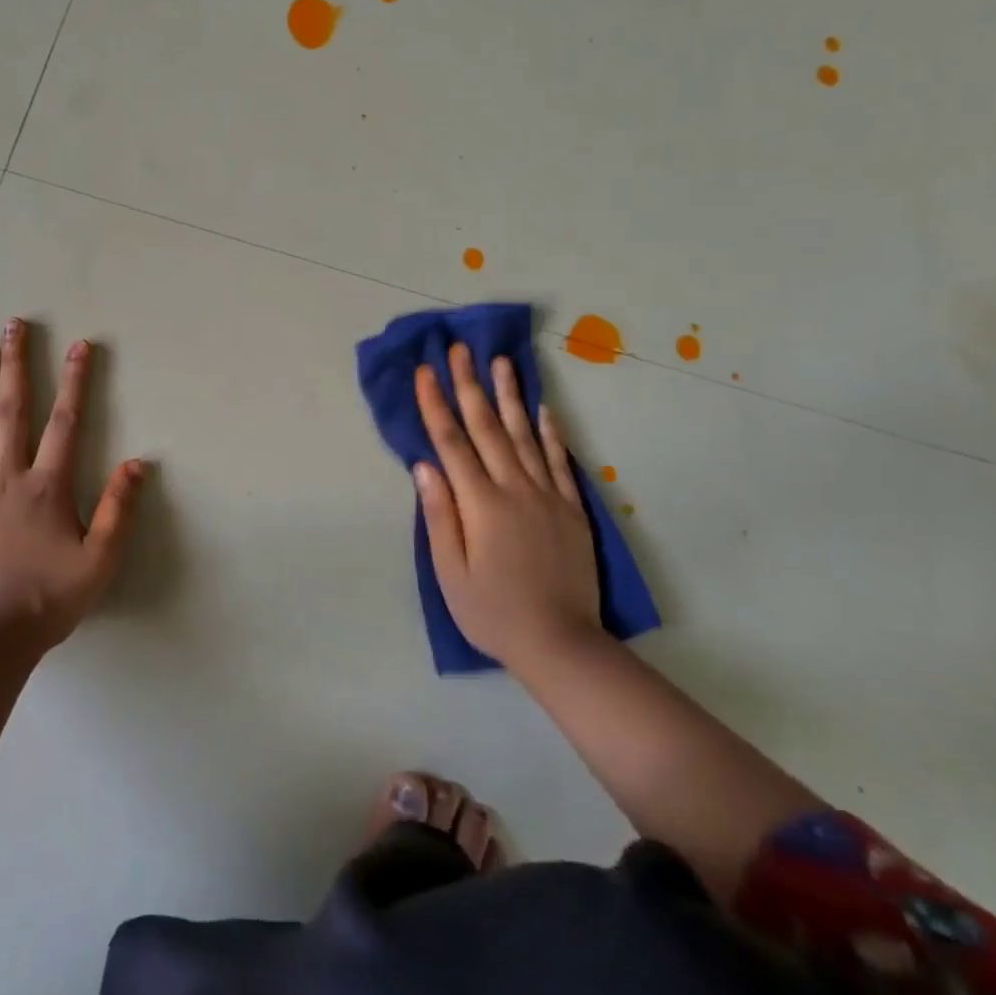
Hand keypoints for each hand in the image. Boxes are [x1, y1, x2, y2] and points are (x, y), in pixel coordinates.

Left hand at [0, 318, 146, 650]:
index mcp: (46, 487)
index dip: (75, 381)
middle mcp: (7, 479)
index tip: (80, 345)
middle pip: (13, 412)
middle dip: (16, 366)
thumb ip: (118, 510)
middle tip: (12, 326)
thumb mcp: (99, 561)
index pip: (65, 422)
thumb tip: (139, 462)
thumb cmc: (47, 601)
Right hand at [412, 345, 603, 669]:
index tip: (425, 371)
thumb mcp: (451, 573)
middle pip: (487, 427)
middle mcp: (514, 489)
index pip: (452, 442)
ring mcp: (547, 496)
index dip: (436, 404)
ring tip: (501, 362)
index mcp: (480, 504)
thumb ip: (439, 515)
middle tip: (460, 349)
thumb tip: (424, 466)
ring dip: (509, 395)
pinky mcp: (571, 509)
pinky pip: (559, 461)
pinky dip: (550, 432)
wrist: (562, 644)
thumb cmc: (493, 612)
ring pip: (524, 435)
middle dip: (470, 385)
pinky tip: (542, 408)